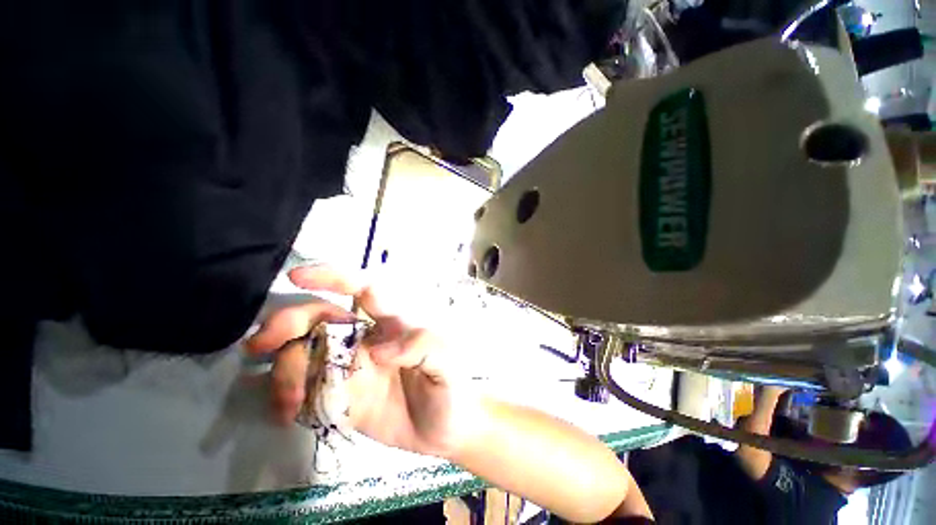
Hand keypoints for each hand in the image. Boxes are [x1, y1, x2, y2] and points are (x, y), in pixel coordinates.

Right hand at [245, 265, 477, 457]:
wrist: (445, 430)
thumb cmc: (450, 389)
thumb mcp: (446, 363)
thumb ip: (421, 346)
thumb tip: (377, 349)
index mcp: (392, 325)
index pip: (363, 291)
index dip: (334, 278)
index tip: (297, 276)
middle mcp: (366, 339)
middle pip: (320, 317)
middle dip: (288, 322)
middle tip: (259, 343)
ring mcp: (350, 368)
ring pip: (305, 352)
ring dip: (284, 368)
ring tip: (287, 401)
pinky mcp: (340, 398)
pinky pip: (305, 388)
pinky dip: (288, 396)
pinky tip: (289, 414)